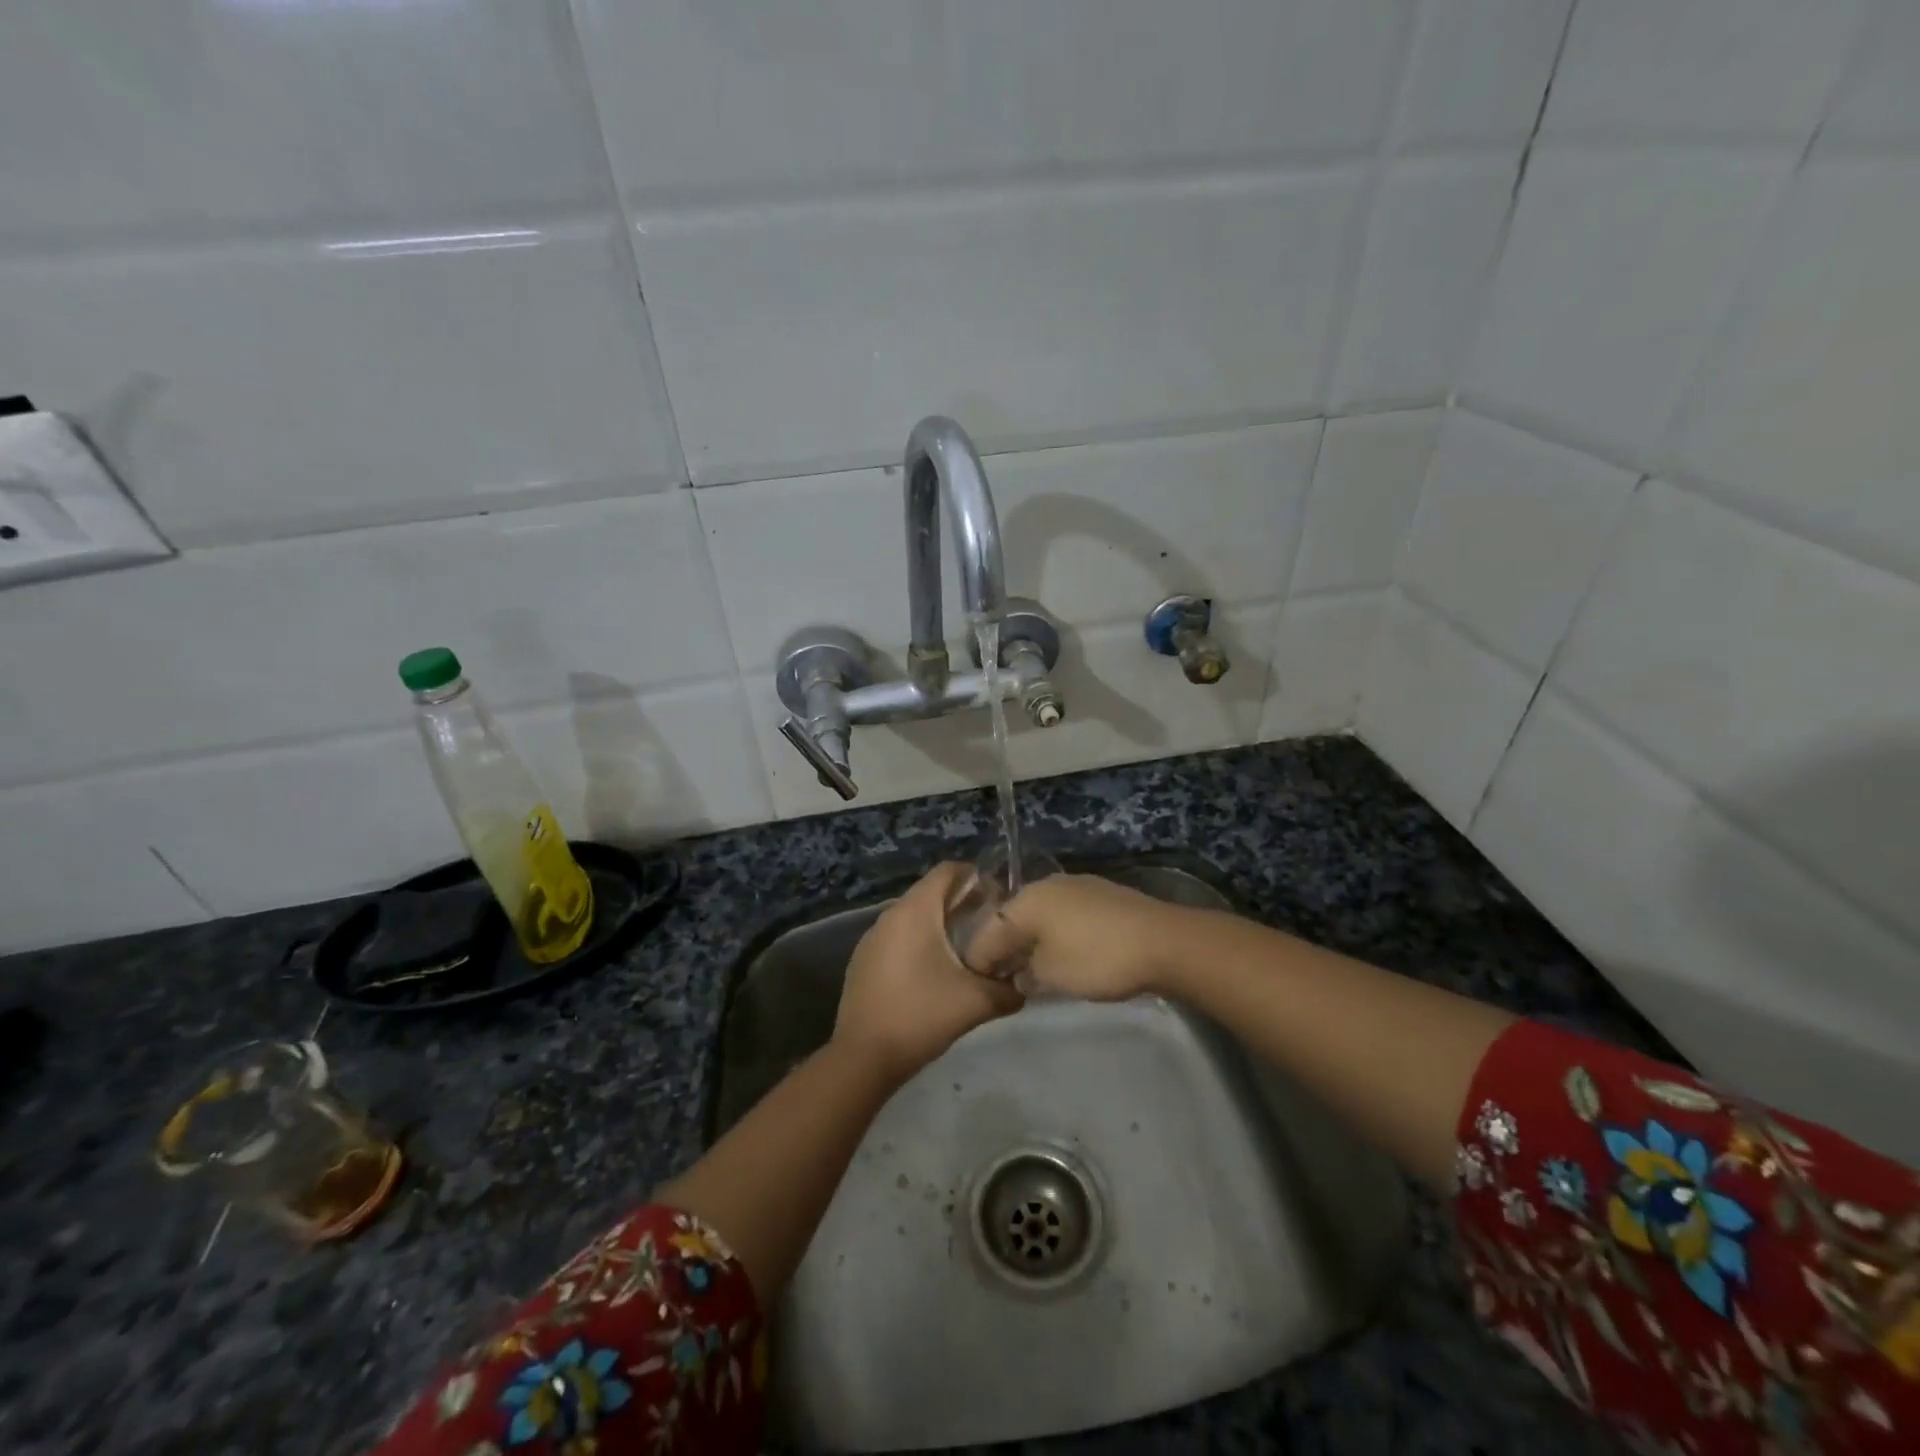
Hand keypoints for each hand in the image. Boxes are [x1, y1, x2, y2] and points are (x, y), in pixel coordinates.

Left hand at [832, 863, 1023, 1082]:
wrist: (863, 1057)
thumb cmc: (921, 1016)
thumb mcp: (975, 1002)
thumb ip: (1008, 990)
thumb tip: (1024, 986)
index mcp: (915, 911)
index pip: (948, 871)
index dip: (976, 876)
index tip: (1000, 898)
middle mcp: (890, 915)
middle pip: (931, 893)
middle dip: (962, 903)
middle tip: (991, 926)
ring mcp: (872, 938)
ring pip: (914, 917)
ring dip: (940, 925)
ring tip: (968, 950)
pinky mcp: (863, 961)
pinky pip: (898, 938)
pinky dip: (919, 943)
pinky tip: (934, 973)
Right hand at [999, 874, 1193, 1001]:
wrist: (1163, 942)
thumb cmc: (1097, 958)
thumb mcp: (1051, 976)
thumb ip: (1025, 974)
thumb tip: (1019, 973)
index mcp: (1026, 900)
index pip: (988, 931)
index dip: (981, 960)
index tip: (979, 984)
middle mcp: (1046, 885)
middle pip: (1014, 918)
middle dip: (1007, 947)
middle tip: (1006, 977)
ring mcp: (1077, 885)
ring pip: (1042, 915)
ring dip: (1034, 940)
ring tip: (1036, 968)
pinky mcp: (1102, 894)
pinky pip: (1066, 915)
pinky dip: (1059, 934)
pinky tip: (1067, 953)